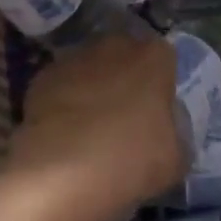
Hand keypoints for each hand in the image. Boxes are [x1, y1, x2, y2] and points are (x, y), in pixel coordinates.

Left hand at [4, 34, 184, 220]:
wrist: (60, 176)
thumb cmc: (130, 162)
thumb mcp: (175, 158)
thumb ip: (176, 132)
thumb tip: (166, 126)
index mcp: (154, 56)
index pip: (164, 59)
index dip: (161, 85)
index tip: (156, 114)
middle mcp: (115, 45)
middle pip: (126, 56)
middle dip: (126, 79)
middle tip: (124, 119)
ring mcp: (76, 57)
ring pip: (92, 68)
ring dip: (93, 88)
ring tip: (89, 130)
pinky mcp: (44, 76)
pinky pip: (62, 86)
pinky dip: (64, 102)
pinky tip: (63, 135)